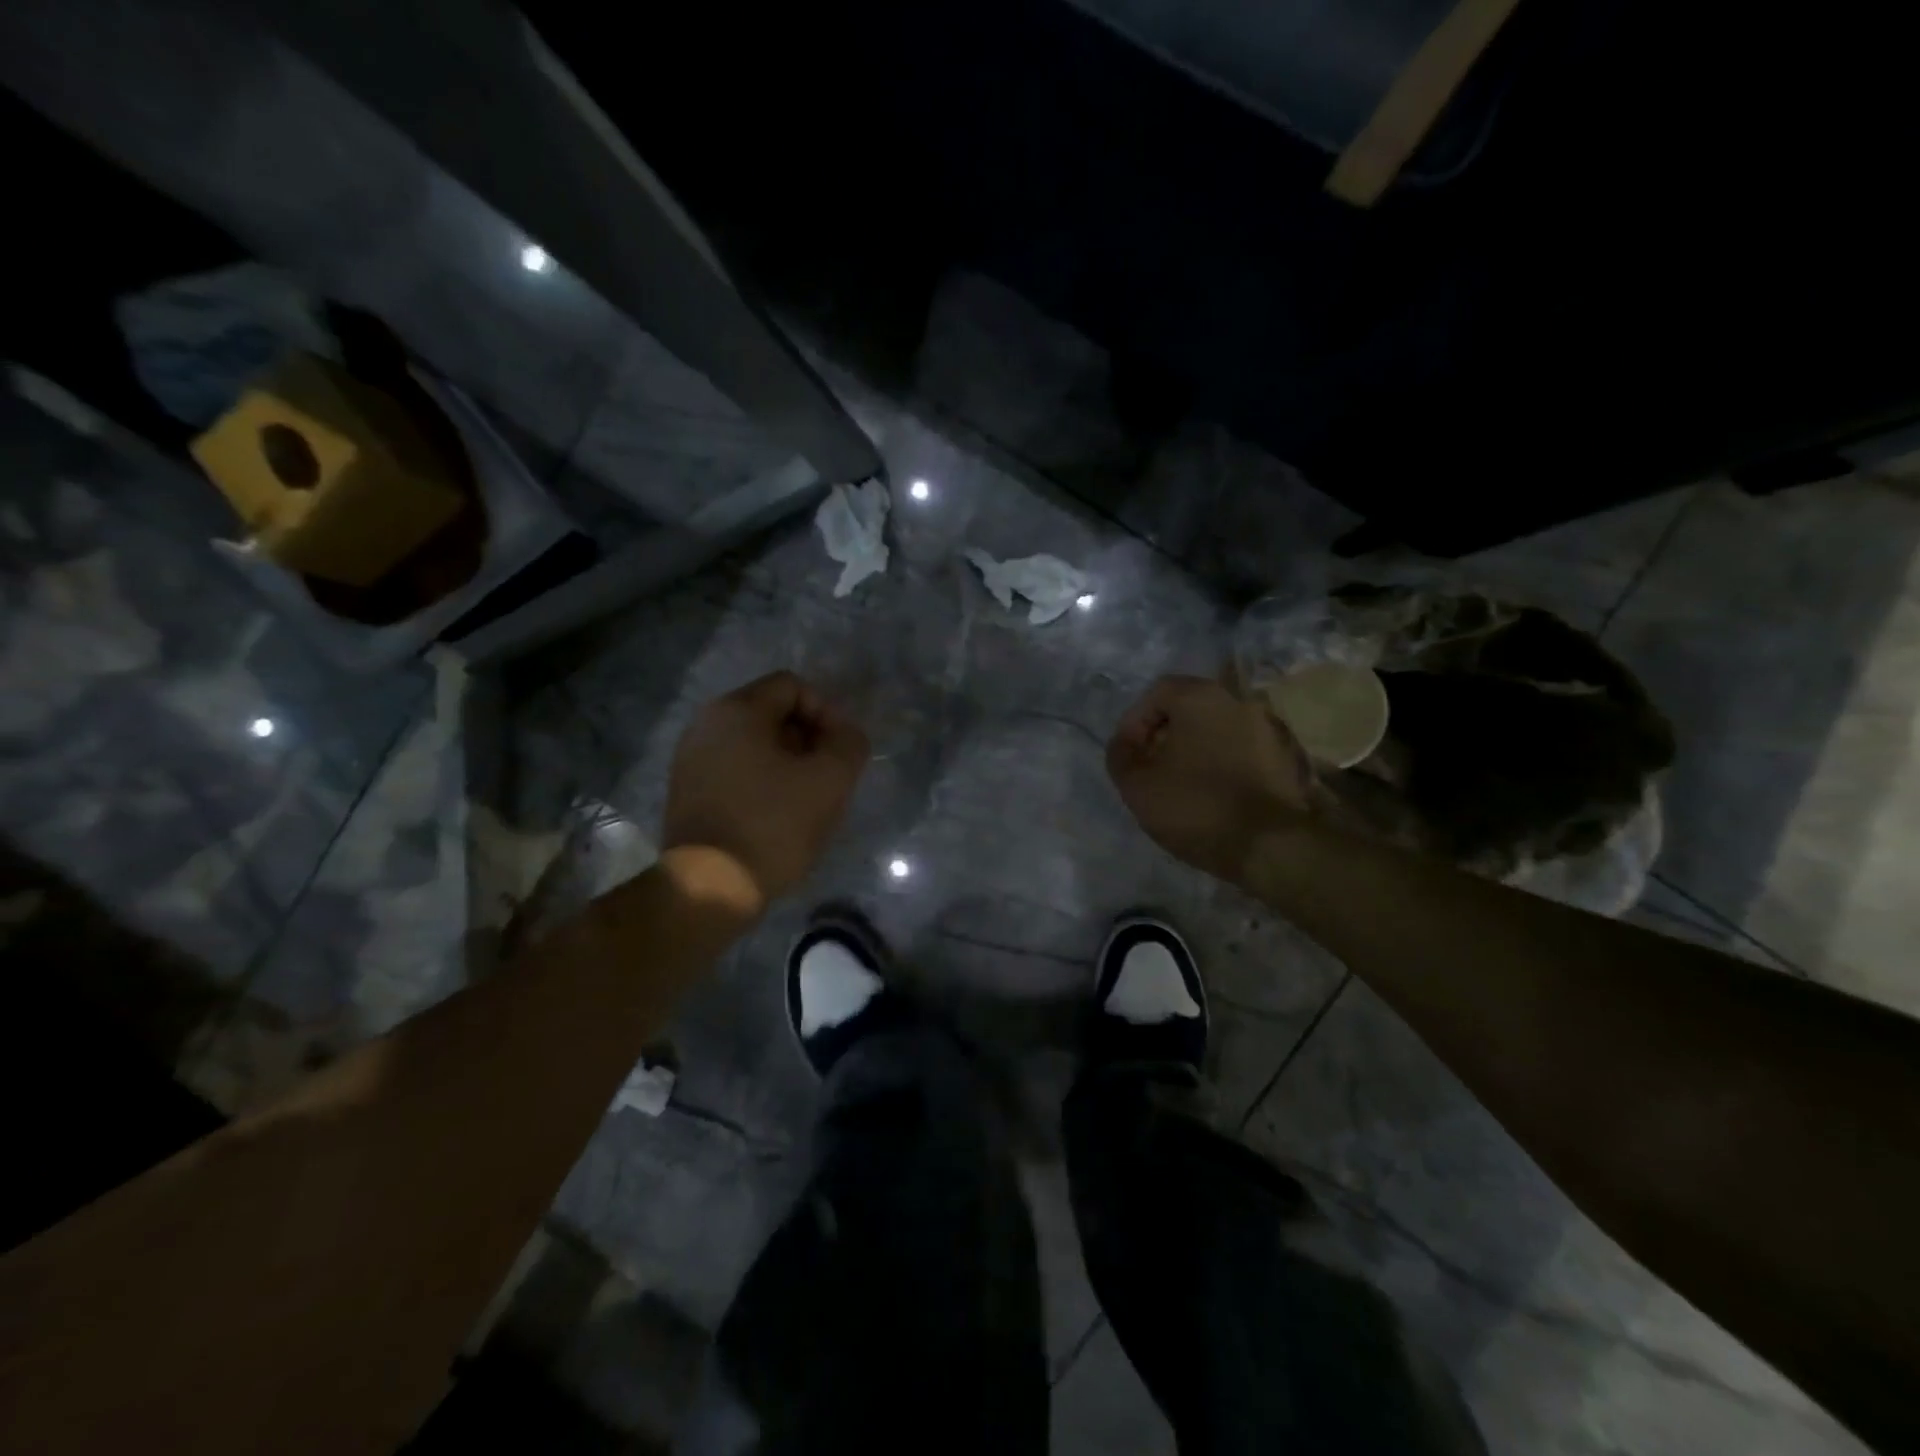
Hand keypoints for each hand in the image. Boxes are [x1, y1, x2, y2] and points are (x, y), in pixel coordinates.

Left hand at [662, 672, 870, 906]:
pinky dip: (762, 782)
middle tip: (828, 777)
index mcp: (736, 710)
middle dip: (808, 740)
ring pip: (755, 745)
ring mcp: (691, 759)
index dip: (827, 713)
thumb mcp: (830, 780)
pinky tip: (777, 816)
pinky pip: (736, 770)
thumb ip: (849, 744)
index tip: (840, 752)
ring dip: (788, 764)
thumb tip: (845, 734)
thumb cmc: (773, 825)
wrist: (710, 886)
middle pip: (773, 714)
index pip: (794, 687)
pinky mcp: (687, 792)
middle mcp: (706, 724)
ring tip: (807, 800)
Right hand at [1106, 675, 1314, 883]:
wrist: (1273, 846)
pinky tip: (1213, 795)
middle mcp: (1239, 701)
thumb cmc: (1197, 806)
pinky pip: (1242, 751)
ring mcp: (1269, 728)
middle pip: (1189, 709)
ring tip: (1180, 786)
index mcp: (1201, 697)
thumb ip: (1121, 756)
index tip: (1128, 756)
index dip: (1135, 723)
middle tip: (1150, 770)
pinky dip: (1222, 764)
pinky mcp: (1286, 757)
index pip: (1157, 692)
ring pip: (1217, 730)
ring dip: (1194, 750)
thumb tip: (1124, 745)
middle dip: (1164, 736)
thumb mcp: (1137, 786)